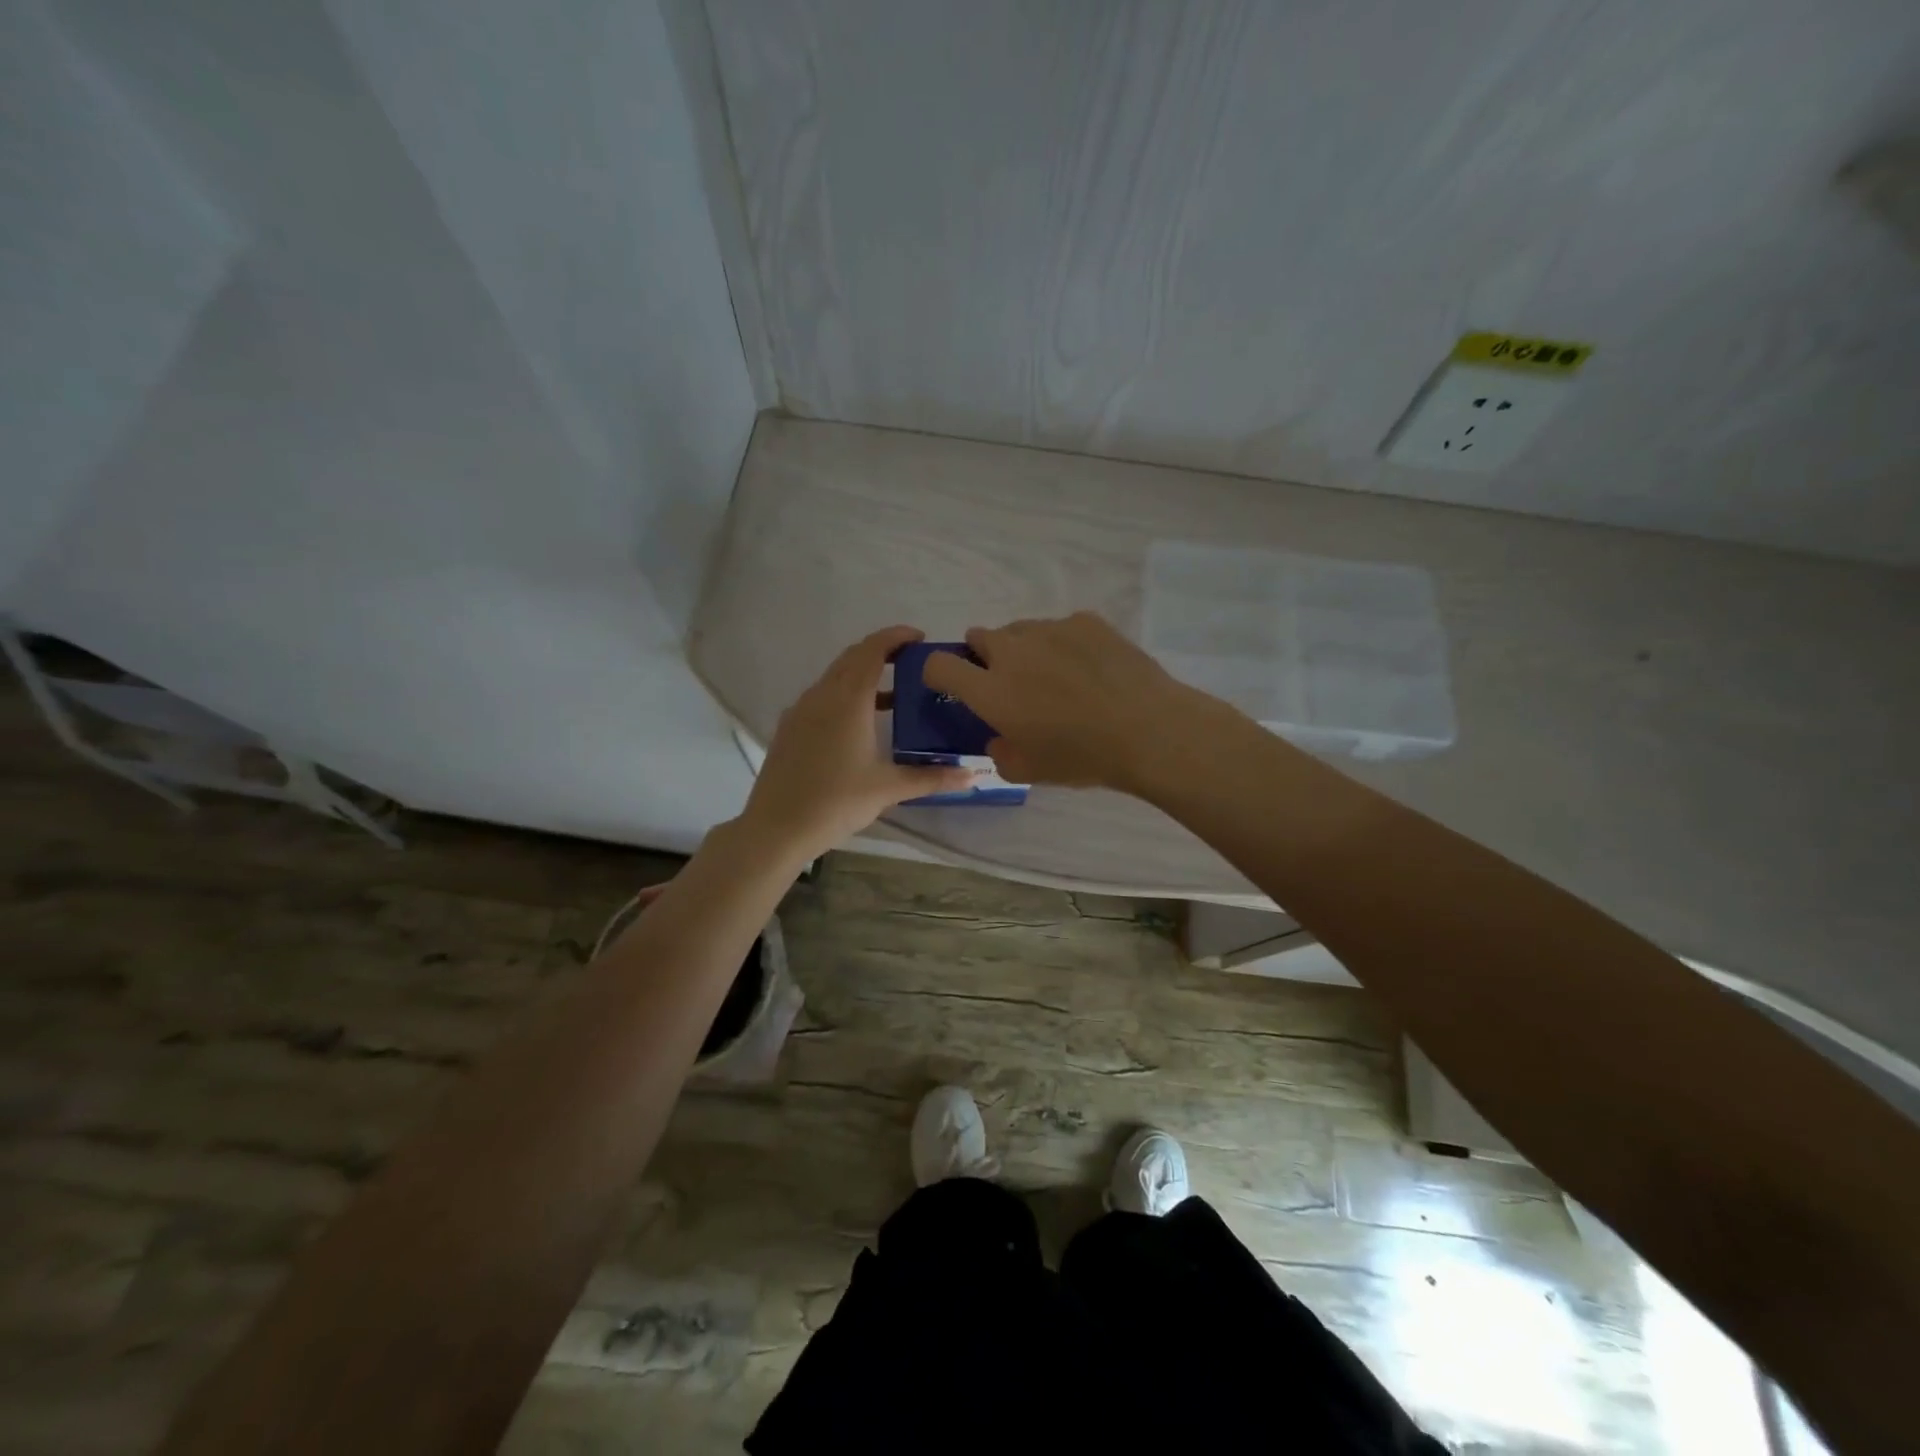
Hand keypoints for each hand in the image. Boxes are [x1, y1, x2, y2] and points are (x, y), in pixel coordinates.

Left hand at [739, 626, 972, 858]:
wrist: (776, 828)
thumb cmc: (836, 802)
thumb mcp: (888, 789)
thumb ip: (931, 778)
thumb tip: (972, 775)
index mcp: (847, 700)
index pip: (872, 650)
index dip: (896, 636)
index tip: (920, 638)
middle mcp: (821, 695)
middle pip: (852, 657)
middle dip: (882, 652)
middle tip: (912, 664)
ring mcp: (800, 710)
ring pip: (834, 677)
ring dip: (863, 675)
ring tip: (893, 696)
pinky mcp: (789, 728)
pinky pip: (821, 697)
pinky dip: (844, 695)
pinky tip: (859, 724)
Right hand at [920, 611, 1210, 792]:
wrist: (1148, 730)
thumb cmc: (1082, 757)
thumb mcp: (1029, 772)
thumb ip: (999, 754)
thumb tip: (998, 738)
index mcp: (991, 689)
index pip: (939, 665)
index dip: (937, 674)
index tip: (952, 687)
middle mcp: (1012, 651)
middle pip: (979, 637)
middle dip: (984, 657)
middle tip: (1011, 685)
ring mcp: (1050, 630)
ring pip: (1020, 630)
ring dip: (1024, 650)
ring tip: (1056, 677)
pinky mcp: (1085, 621)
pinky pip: (1060, 628)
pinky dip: (1064, 644)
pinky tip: (1090, 668)